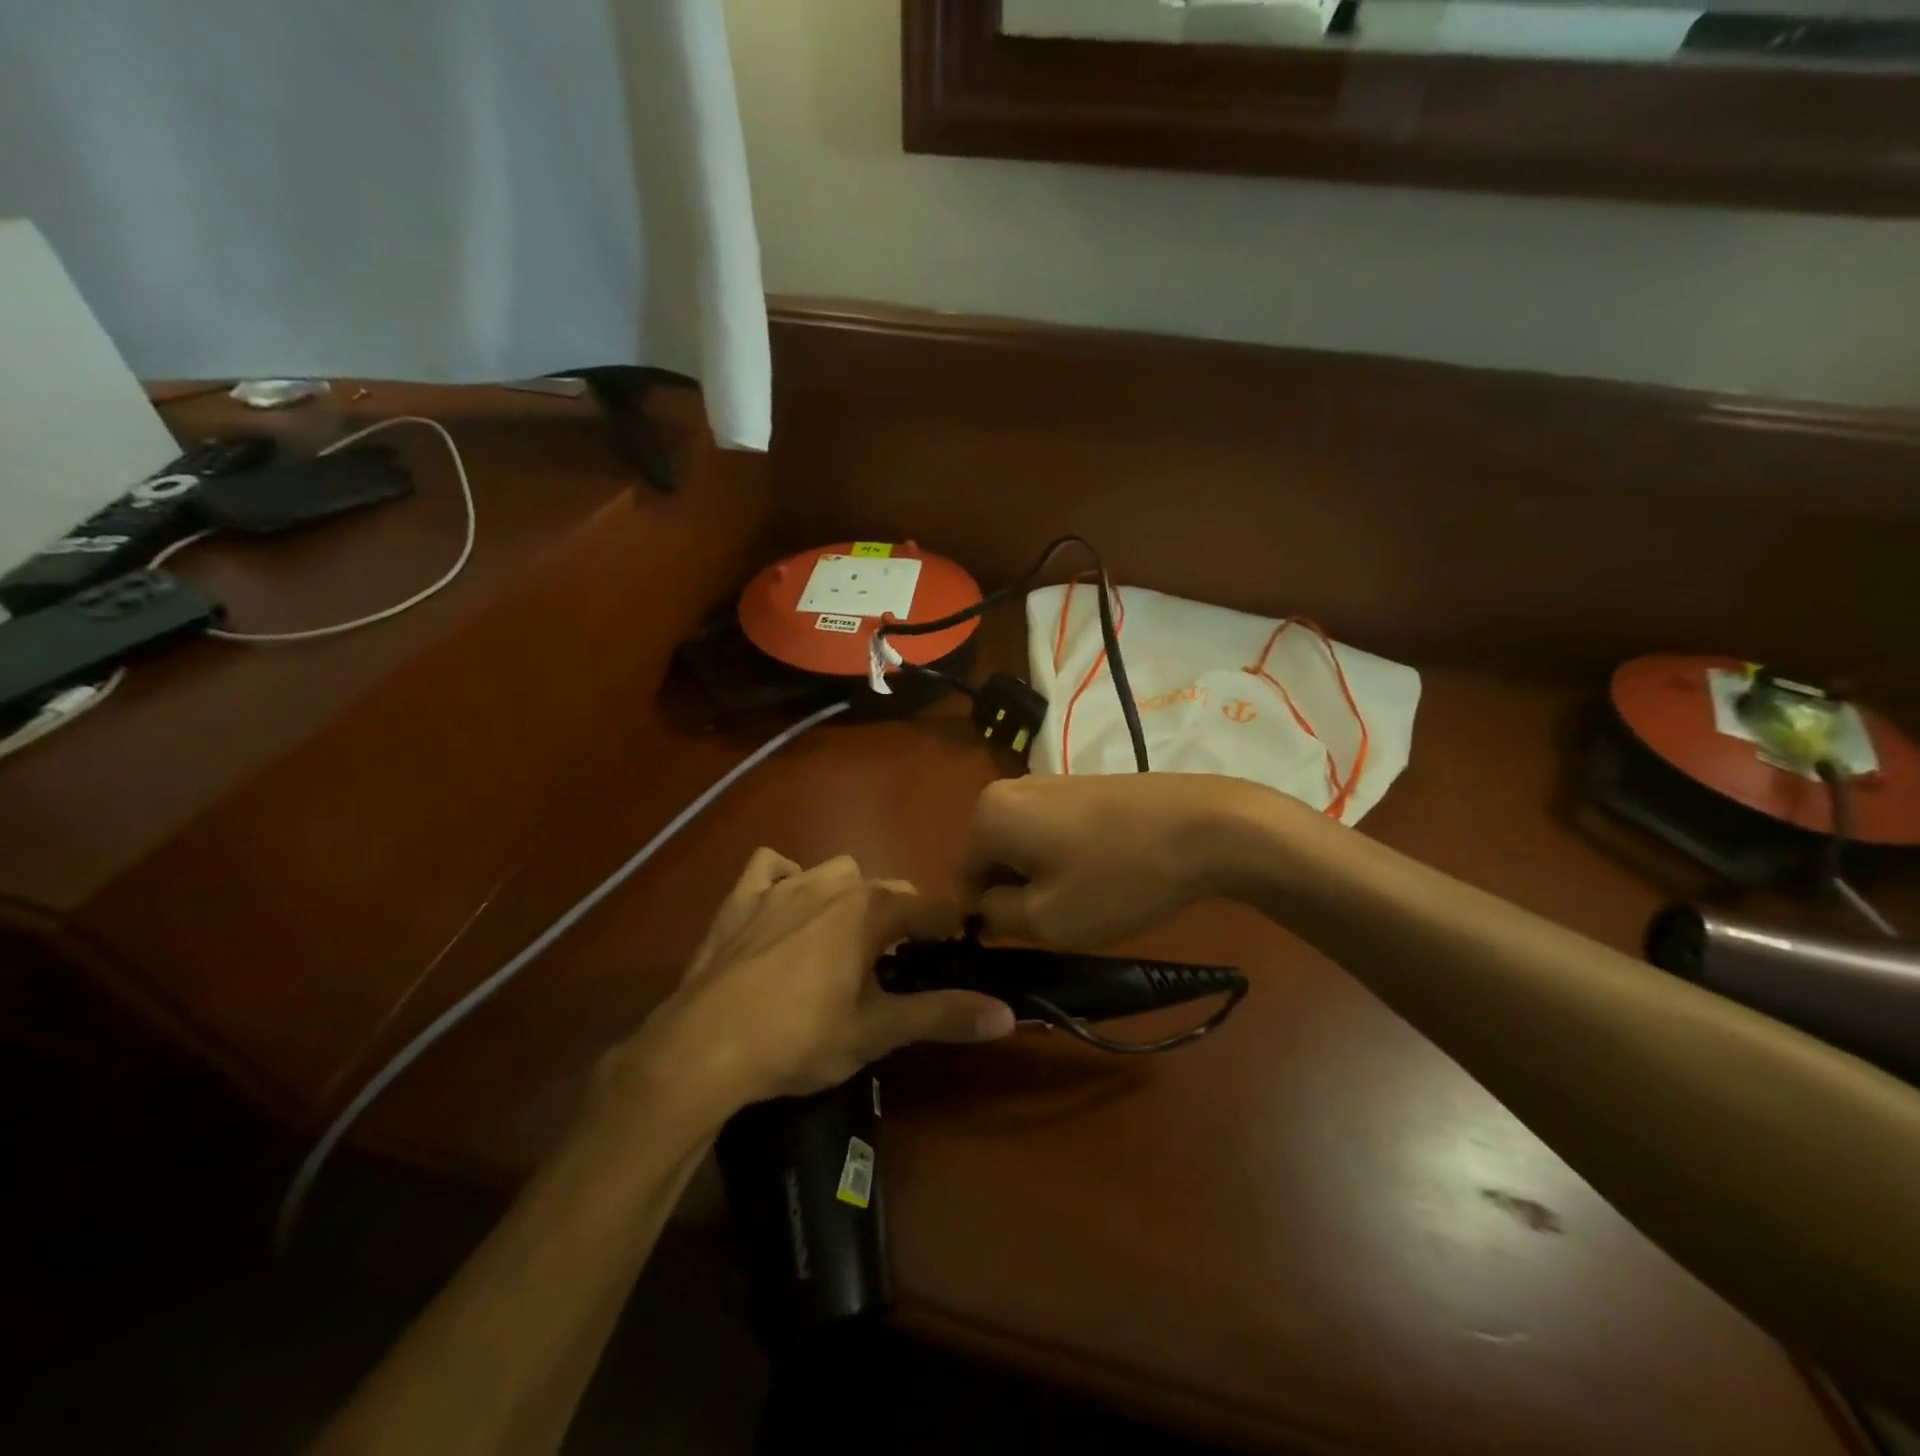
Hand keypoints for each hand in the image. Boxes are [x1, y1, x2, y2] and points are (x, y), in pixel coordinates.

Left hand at [617, 850, 1016, 1118]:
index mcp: (871, 909)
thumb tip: (1006, 1015)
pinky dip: (785, 879)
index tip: (959, 952)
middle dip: (902, 917)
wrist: (702, 1047)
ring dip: (849, 897)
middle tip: (899, 965)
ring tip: (843, 941)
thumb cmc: (799, 1038)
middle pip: (887, 889)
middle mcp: (832, 883)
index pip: (933, 907)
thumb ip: (943, 1015)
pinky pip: (771, 868)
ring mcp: (781, 886)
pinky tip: (784, 909)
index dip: (952, 928)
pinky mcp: (741, 899)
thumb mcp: (877, 1031)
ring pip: (835, 872)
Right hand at [962, 773, 1258, 948]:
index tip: (1025, 940)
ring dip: (1044, 878)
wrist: (1205, 826)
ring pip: (1025, 848)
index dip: (987, 919)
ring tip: (1088, 898)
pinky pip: (1053, 831)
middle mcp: (1007, 789)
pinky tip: (1105, 874)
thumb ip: (995, 918)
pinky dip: (1068, 859)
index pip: (963, 881)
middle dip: (1017, 894)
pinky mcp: (1081, 785)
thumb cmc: (1117, 878)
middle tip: (1061, 920)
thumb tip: (979, 911)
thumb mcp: (1047, 918)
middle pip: (993, 860)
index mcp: (987, 815)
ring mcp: (1047, 782)